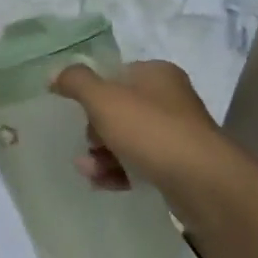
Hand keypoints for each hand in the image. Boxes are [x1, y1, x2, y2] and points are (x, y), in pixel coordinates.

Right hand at [50, 60, 222, 193]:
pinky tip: (102, 183)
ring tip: (87, 169)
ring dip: (102, 154)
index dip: (92, 91)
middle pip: (118, 109)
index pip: (115, 74)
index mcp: (156, 74)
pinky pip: (140, 163)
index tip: (75, 110)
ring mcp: (176, 133)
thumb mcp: (104, 99)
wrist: (202, 182)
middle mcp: (169, 99)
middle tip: (88, 143)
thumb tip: (54, 73)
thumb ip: (76, 82)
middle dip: (94, 129)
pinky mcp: (179, 165)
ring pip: (127, 138)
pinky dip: (119, 171)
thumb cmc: (150, 130)